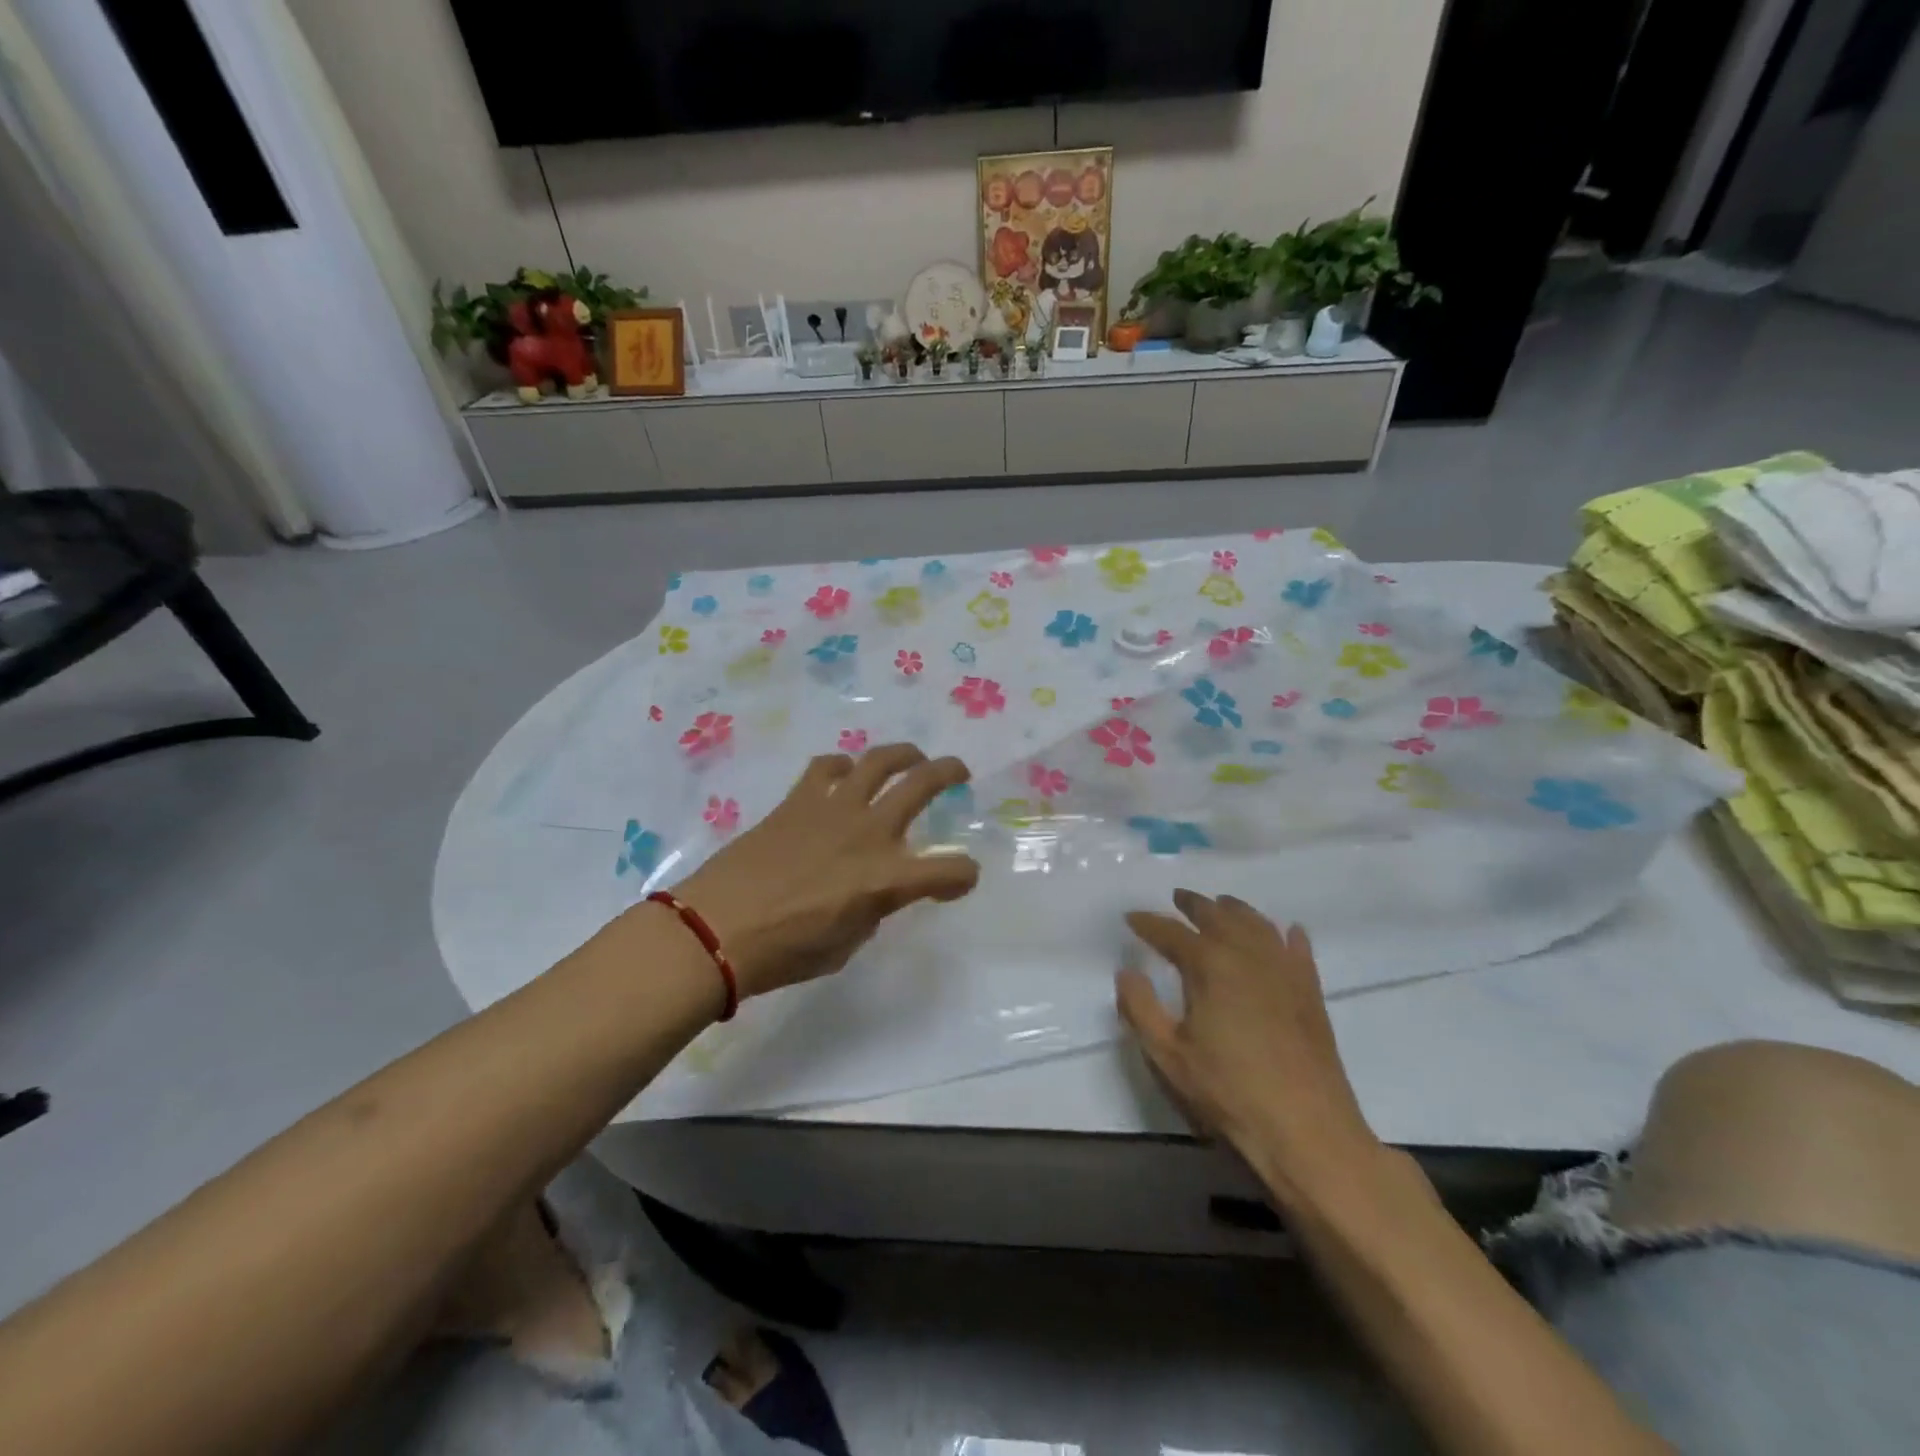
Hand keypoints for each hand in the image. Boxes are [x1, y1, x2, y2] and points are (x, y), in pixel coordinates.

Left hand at [673, 745, 979, 998]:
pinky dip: (841, 766)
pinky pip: (826, 767)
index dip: (962, 876)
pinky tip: (843, 773)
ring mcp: (833, 809)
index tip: (958, 882)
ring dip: (902, 754)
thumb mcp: (846, 945)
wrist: (716, 929)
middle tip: (958, 772)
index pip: (950, 870)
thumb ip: (871, 911)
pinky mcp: (798, 801)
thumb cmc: (784, 952)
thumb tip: (871, 892)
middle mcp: (869, 833)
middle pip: (922, 785)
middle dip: (948, 772)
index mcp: (887, 879)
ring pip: (878, 761)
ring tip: (910, 758)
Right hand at [1119, 891, 1377, 1206]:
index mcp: (1209, 965)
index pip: (1170, 933)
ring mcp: (1284, 970)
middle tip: (1177, 898)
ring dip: (1235, 910)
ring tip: (1222, 905)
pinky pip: (1297, 949)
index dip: (1148, 922)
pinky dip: (1286, 935)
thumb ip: (1140, 1008)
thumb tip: (1126, 972)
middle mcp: (1247, 954)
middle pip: (1217, 915)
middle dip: (1193, 904)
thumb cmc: (1228, 1092)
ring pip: (1257, 924)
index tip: (1131, 916)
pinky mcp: (1311, 991)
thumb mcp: (1168, 1055)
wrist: (1306, 1129)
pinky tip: (1286, 931)